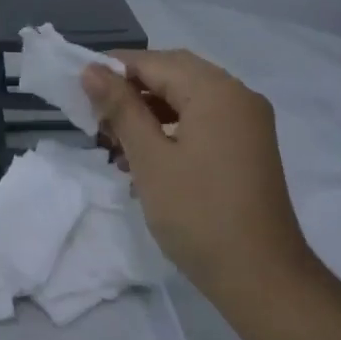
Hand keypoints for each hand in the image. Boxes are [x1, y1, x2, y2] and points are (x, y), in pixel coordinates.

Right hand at [83, 50, 314, 303]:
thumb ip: (121, 108)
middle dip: (132, 90)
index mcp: (216, 90)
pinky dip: (174, 129)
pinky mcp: (250, 147)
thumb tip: (91, 70)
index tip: (78, 89)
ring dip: (151, 112)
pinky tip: (146, 156)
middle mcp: (238, 95)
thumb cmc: (198, 214)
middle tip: (95, 117)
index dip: (114, 69)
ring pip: (189, 99)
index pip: (155, 62)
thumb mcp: (150, 159)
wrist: (262, 277)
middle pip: (175, 75)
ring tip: (114, 142)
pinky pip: (205, 121)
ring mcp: (249, 122)